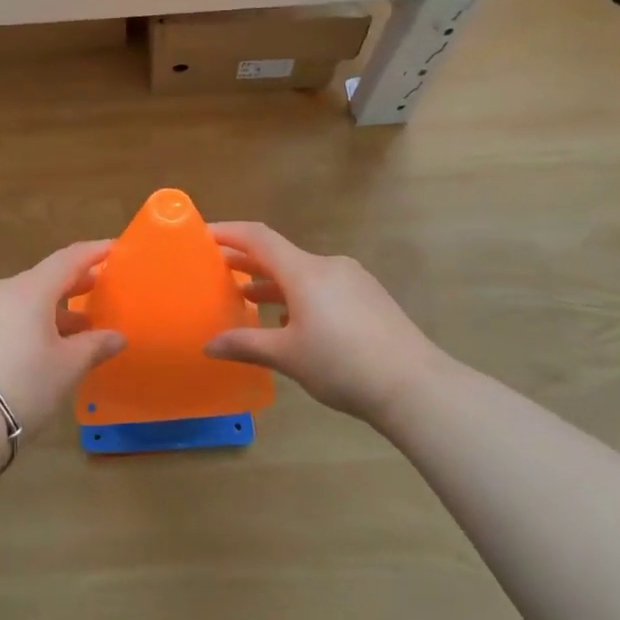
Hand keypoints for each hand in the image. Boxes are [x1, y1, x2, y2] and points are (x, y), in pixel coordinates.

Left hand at [0, 240, 126, 433]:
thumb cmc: (23, 385)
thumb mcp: (67, 367)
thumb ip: (95, 346)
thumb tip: (117, 337)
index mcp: (29, 289)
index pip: (68, 259)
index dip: (94, 253)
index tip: (115, 248)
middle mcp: (1, 290)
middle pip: (44, 278)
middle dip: (75, 284)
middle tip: (101, 290)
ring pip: (24, 299)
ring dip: (53, 309)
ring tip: (78, 329)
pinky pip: (7, 316)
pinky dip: (30, 322)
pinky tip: (44, 345)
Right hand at [203, 222, 440, 423]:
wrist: (416, 386)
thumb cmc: (343, 365)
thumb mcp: (287, 356)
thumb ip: (245, 344)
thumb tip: (209, 345)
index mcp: (304, 271)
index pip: (258, 238)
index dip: (228, 232)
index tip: (202, 235)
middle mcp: (328, 266)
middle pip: (279, 255)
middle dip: (247, 262)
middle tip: (217, 270)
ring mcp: (353, 280)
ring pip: (302, 273)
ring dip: (273, 283)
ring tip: (248, 299)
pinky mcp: (369, 298)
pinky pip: (323, 286)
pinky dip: (299, 296)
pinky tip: (293, 323)